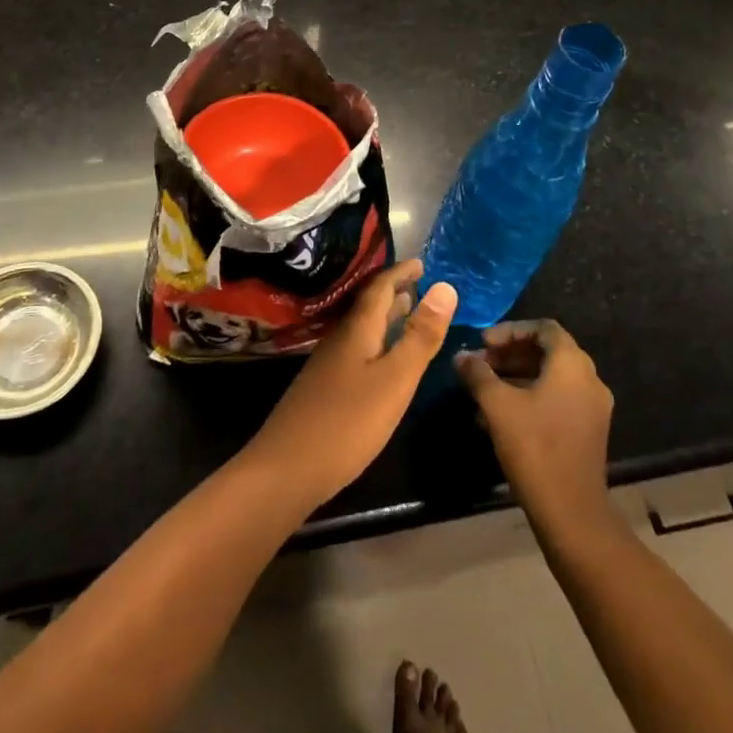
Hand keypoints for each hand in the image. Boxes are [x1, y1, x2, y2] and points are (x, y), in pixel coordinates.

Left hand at [243, 259, 457, 511]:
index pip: (380, 288)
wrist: (286, 468)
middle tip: (419, 284)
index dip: (401, 273)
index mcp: (358, 331)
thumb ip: (420, 336)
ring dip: (385, 318)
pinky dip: (376, 343)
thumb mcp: (395, 379)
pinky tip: (381, 362)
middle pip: (368, 307)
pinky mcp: (324, 390)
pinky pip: (356, 351)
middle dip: (394, 292)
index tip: (422, 263)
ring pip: (362, 330)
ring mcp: (328, 366)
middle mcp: (340, 340)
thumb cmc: (347, 422)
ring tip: (406, 313)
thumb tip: (446, 287)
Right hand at [455, 321, 613, 525]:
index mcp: (572, 364)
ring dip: (517, 376)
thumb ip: (478, 374)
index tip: (483, 342)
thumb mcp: (497, 404)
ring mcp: (592, 407)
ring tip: (484, 389)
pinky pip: (557, 399)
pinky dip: (530, 397)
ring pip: (551, 377)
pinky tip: (499, 416)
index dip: (510, 330)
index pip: (543, 328)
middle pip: (548, 351)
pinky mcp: (588, 432)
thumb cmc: (534, 446)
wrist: (571, 511)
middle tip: (480, 364)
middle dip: (510, 354)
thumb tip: (461, 356)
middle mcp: (589, 379)